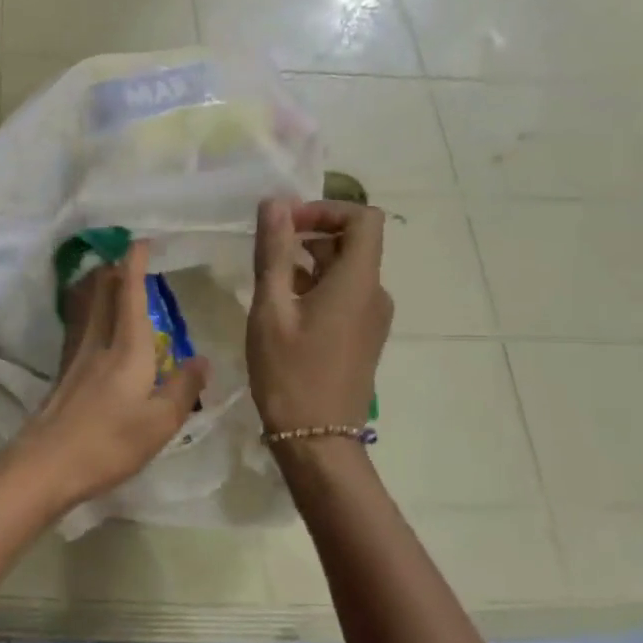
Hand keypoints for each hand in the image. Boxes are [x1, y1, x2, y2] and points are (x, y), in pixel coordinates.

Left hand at [15, 242, 208, 510]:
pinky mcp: (63, 374)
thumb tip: (202, 359)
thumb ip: (183, 388)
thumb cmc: (109, 443)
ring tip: (108, 277)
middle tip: (127, 255)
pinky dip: (88, 312)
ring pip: (87, 308)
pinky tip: (91, 325)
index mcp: (126, 349)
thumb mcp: (160, 422)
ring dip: (98, 287)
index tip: (142, 241)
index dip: (135, 265)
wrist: (46, 465)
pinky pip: (79, 327)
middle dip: (115, 269)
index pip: (130, 294)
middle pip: (102, 294)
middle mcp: (98, 343)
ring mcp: (75, 358)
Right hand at [247, 197, 391, 438]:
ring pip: (346, 269)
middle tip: (268, 247)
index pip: (364, 217)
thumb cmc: (289, 372)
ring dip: (310, 261)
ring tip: (268, 279)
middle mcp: (374, 293)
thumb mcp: (271, 309)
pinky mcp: (363, 336)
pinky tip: (282, 306)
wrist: (316, 439)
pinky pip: (345, 294)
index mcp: (358, 282)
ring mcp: (372, 317)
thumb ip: (274, 253)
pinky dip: (316, 286)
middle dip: (311, 233)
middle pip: (354, 241)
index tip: (286, 223)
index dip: (326, 209)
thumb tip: (275, 204)